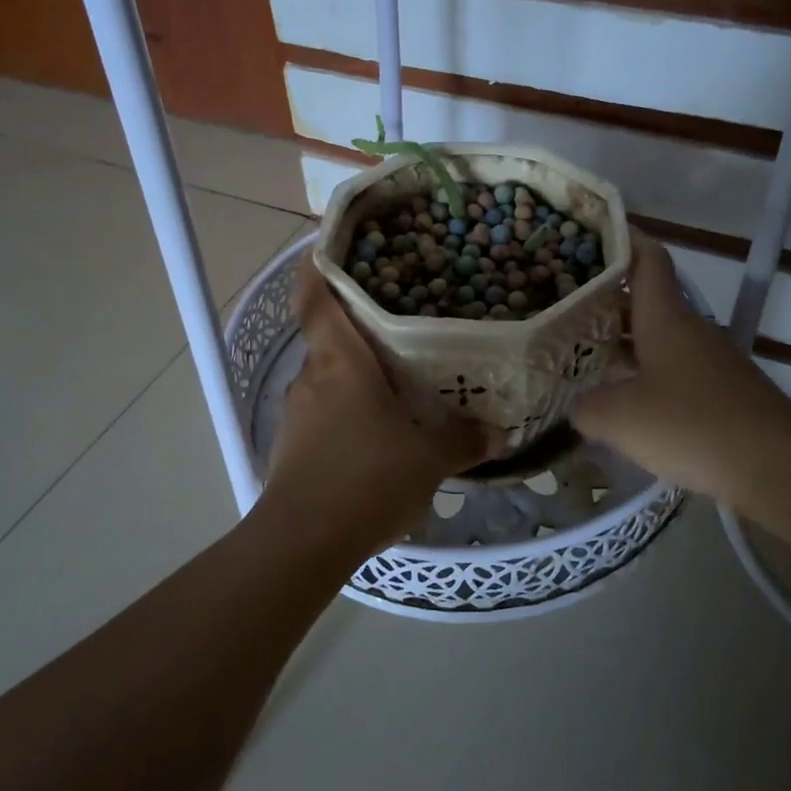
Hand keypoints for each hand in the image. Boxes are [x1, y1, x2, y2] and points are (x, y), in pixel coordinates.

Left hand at [263, 262, 499, 553]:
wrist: (303, 543)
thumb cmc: (366, 480)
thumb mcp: (428, 459)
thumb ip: (462, 439)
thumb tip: (497, 431)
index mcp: (340, 363)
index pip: (315, 299)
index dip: (315, 268)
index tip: (326, 247)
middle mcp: (312, 377)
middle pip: (327, 337)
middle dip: (356, 326)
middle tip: (396, 319)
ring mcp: (298, 412)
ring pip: (327, 376)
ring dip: (354, 373)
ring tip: (393, 377)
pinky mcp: (293, 445)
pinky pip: (323, 411)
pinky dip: (346, 408)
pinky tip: (376, 429)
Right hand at [572, 234, 790, 519]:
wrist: (779, 467)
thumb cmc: (691, 424)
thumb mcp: (618, 418)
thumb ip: (585, 406)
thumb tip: (578, 405)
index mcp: (665, 317)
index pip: (647, 258)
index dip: (622, 239)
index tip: (590, 232)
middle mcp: (689, 328)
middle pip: (644, 300)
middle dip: (604, 299)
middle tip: (561, 305)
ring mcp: (709, 360)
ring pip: (656, 338)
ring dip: (622, 341)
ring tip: (580, 352)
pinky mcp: (721, 391)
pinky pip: (672, 369)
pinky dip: (643, 373)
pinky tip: (621, 399)